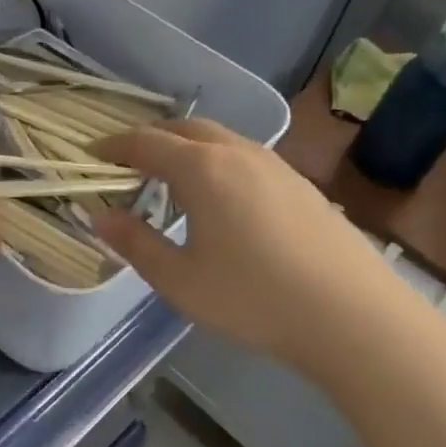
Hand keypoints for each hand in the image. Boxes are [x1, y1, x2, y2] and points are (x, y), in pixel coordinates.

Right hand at [92, 120, 429, 378]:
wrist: (352, 316)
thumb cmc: (254, 298)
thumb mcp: (180, 280)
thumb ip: (135, 243)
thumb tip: (100, 216)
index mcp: (202, 169)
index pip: (146, 143)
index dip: (114, 146)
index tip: (93, 154)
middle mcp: (238, 153)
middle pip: (185, 129)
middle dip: (151, 140)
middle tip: (129, 164)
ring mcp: (275, 165)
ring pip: (220, 139)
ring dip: (187, 148)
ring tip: (172, 179)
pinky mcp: (301, 184)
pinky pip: (246, 156)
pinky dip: (218, 162)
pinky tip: (222, 199)